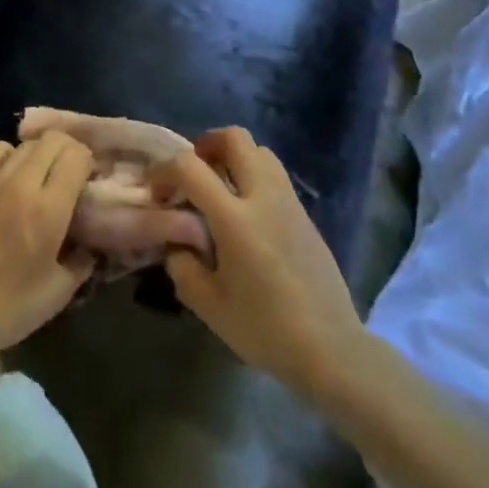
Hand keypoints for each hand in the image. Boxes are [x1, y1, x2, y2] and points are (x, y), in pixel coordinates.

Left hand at [0, 131, 95, 355]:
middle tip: (71, 175)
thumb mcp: (61, 289)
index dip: (88, 163)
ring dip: (41, 153)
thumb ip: (84, 257)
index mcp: (49, 209)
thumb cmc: (13, 305)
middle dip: (69, 151)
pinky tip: (11, 174)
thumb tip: (92, 239)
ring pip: (26, 143)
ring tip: (42, 174)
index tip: (89, 181)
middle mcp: (21, 184)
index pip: (76, 156)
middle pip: (53, 140)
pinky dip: (10, 154)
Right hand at [152, 127, 366, 398]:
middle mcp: (263, 197)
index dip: (164, 169)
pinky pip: (274, 174)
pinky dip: (252, 175)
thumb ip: (182, 266)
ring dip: (233, 156)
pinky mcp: (305, 214)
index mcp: (235, 219)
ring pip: (259, 150)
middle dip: (205, 144)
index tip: (156, 191)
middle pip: (234, 138)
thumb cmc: (266, 329)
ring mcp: (289, 202)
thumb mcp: (209, 306)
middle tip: (191, 173)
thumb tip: (176, 242)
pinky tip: (245, 211)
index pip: (191, 166)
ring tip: (218, 186)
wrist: (332, 349)